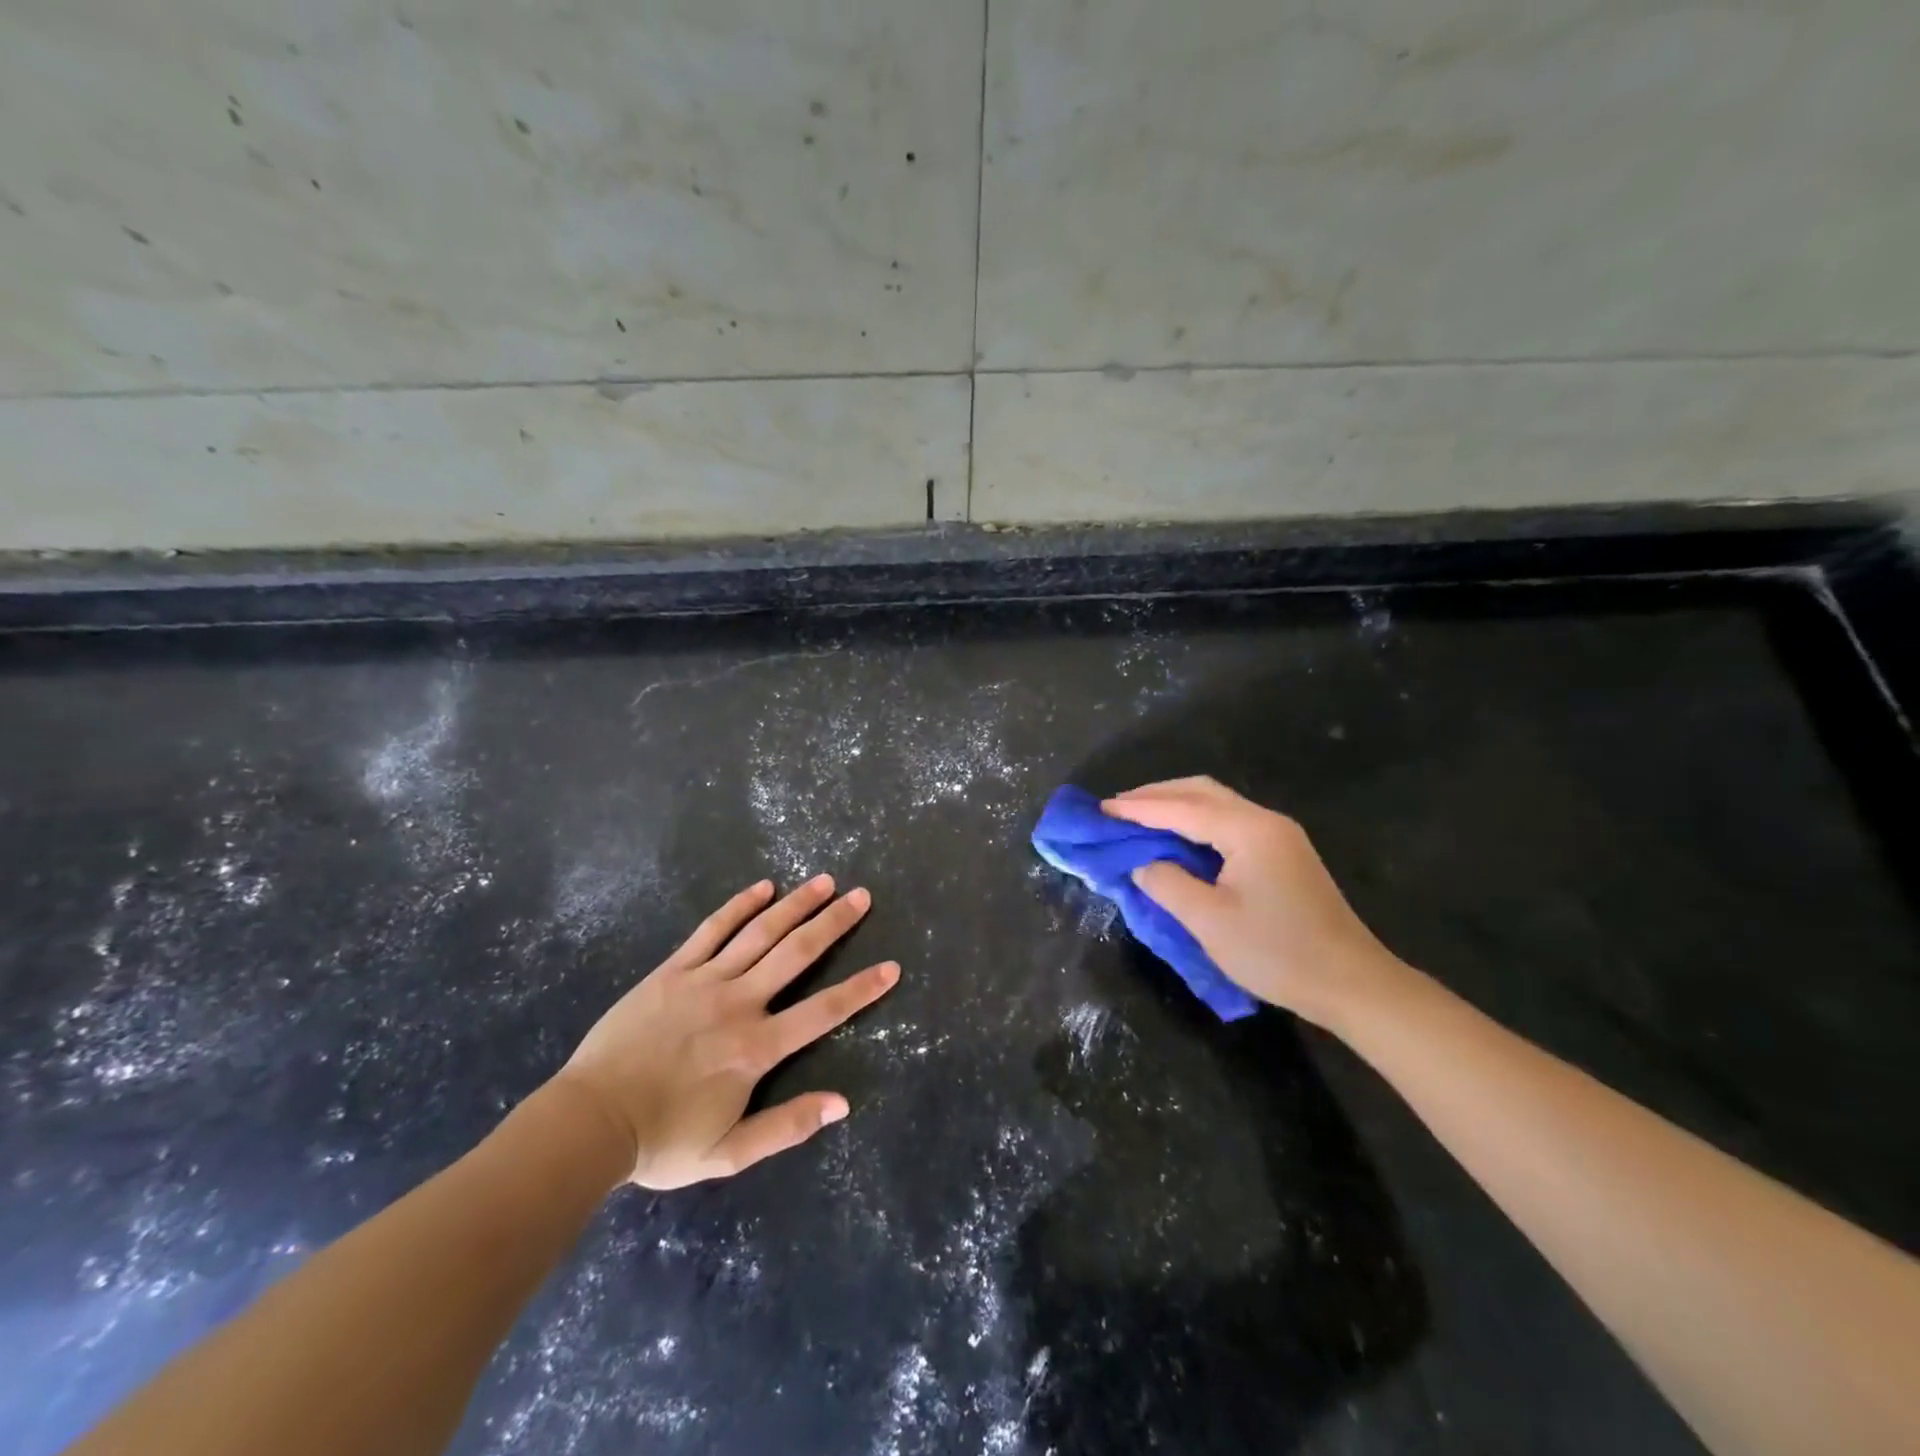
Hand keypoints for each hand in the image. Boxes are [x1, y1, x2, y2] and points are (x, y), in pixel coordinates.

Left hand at [551, 875, 898, 1188]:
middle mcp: (738, 1003)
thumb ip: (787, 1126)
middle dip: (833, 923)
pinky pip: (712, 930)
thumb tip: (842, 1104)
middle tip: (861, 897)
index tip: (891, 967)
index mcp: (756, 1049)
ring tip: (824, 881)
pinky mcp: (673, 970)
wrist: (589, 1123)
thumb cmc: (661, 1142)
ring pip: (759, 933)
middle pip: (795, 954)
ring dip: (795, 905)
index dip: (861, 989)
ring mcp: (704, 981)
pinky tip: (763, 888)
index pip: (822, 1012)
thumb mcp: (728, 1153)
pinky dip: (740, 906)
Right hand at [1104, 776, 1404, 1029]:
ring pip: (1217, 803)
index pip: (1182, 808)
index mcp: (1248, 830)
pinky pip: (1229, 822)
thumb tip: (1143, 864)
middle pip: (1202, 791)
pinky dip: (1196, 821)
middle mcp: (1265, 821)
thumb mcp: (1210, 922)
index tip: (1102, 809)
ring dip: (1176, 805)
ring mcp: (1279, 835)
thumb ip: (1168, 884)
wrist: (1352, 984)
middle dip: (1157, 795)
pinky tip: (1178, 837)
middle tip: (1118, 808)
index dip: (1139, 809)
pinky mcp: (1283, 854)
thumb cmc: (1277, 953)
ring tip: (1140, 818)